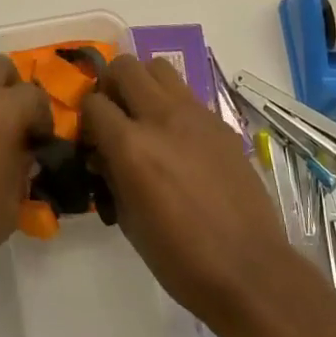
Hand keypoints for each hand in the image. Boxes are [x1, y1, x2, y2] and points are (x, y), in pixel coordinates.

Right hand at [83, 55, 304, 330]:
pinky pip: (187, 94)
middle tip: (115, 114)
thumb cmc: (180, 258)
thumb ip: (110, 175)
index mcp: (131, 146)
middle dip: (111, 85)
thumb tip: (101, 154)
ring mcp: (195, 114)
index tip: (91, 137)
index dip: (86, 118)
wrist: (249, 270)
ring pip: (159, 67)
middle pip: (125, 66)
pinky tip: (179, 139)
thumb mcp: (128, 221)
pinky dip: (173, 104)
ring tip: (145, 115)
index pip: (93, 102)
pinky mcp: (220, 122)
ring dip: (144, 84)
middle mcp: (161, 118)